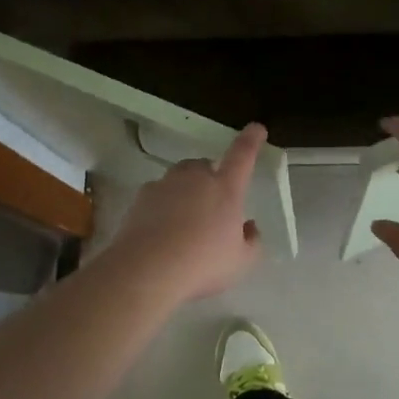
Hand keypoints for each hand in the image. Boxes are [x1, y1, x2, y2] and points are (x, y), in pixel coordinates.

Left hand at [108, 123, 266, 302]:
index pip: (243, 155)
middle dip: (211, 177)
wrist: (147, 270)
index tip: (256, 128)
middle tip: (212, 205)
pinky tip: (162, 229)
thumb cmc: (202, 263)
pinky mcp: (142, 197)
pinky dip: (163, 205)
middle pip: (205, 166)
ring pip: (180, 177)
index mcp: (226, 188)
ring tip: (185, 219)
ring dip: (186, 190)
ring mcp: (166, 184)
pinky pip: (158, 194)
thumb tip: (249, 226)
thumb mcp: (240, 261)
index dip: (251, 140)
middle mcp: (195, 178)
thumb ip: (251, 241)